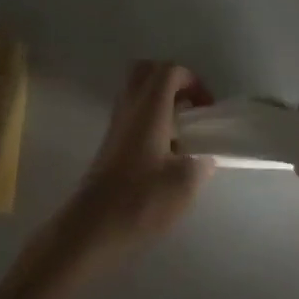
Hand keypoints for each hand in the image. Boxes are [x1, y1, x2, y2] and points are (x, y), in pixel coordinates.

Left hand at [59, 60, 214, 266]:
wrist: (91, 228)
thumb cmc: (140, 200)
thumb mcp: (184, 184)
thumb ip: (201, 163)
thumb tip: (204, 157)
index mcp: (150, 107)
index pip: (170, 70)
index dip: (193, 81)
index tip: (206, 109)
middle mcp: (131, 106)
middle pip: (148, 71)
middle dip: (173, 81)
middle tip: (189, 107)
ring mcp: (116, 123)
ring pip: (137, 91)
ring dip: (159, 99)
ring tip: (178, 129)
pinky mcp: (109, 142)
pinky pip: (131, 112)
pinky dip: (148, 117)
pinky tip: (161, 149)